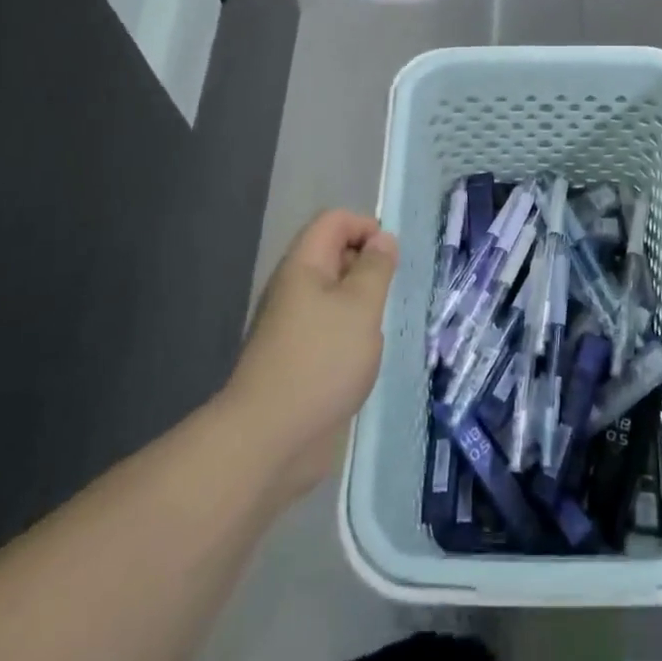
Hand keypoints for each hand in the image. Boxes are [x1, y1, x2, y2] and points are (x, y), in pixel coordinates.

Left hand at [221, 210, 398, 502]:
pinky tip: (363, 358)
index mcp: (303, 266)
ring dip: (361, 303)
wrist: (270, 439)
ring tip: (379, 327)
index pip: (334, 221)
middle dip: (367, 265)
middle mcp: (293, 288)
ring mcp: (291, 325)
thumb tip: (382, 238)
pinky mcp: (296, 358)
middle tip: (390, 294)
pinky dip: (350, 333)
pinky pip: (328, 328)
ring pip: (333, 295)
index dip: (366, 228)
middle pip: (332, 254)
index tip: (392, 259)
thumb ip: (375, 268)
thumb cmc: (321, 361)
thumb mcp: (361, 307)